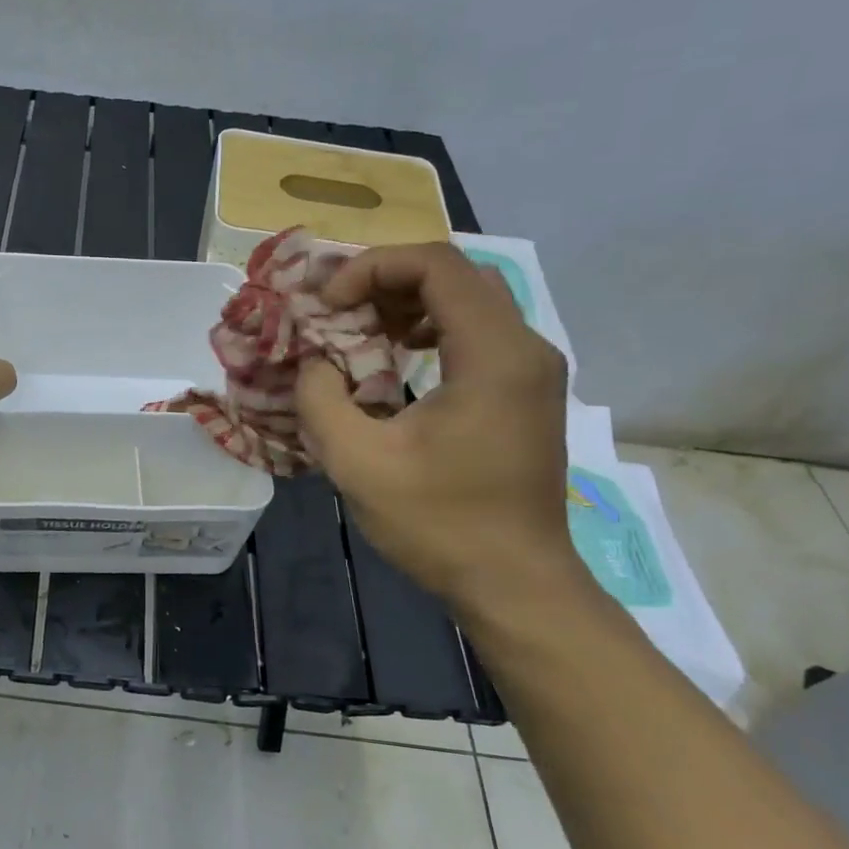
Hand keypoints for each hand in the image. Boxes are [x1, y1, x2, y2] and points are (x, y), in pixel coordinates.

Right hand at [296, 243, 581, 611]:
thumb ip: (321, 398)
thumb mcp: (358, 463)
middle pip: (456, 273)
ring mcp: (533, 369)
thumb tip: (314, 362)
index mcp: (494, 355)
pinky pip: (481, 331)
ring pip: (471, 298)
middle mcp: (526, 347)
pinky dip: (433, 328)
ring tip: (362, 329)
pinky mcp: (528, 391)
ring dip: (409, 302)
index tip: (328, 304)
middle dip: (388, 280)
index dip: (372, 268)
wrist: (515, 583)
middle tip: (340, 310)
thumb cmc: (440, 524)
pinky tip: (400, 358)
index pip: (436, 264)